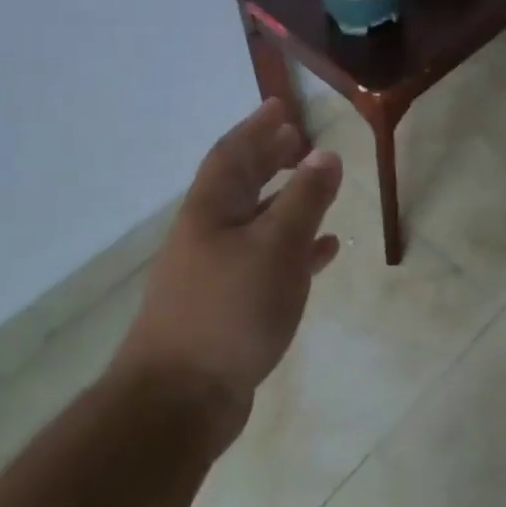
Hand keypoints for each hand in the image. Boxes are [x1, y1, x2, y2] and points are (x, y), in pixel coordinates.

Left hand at [113, 99, 342, 430]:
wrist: (181, 400)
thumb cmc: (230, 309)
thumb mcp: (276, 246)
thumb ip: (304, 199)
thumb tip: (324, 154)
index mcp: (211, 210)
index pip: (233, 153)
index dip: (256, 127)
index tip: (281, 106)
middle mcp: (208, 234)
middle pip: (240, 183)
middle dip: (268, 158)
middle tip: (297, 139)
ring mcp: (216, 272)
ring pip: (256, 222)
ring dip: (285, 201)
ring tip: (317, 186)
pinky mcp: (229, 306)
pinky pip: (267, 262)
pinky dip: (295, 249)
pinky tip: (324, 251)